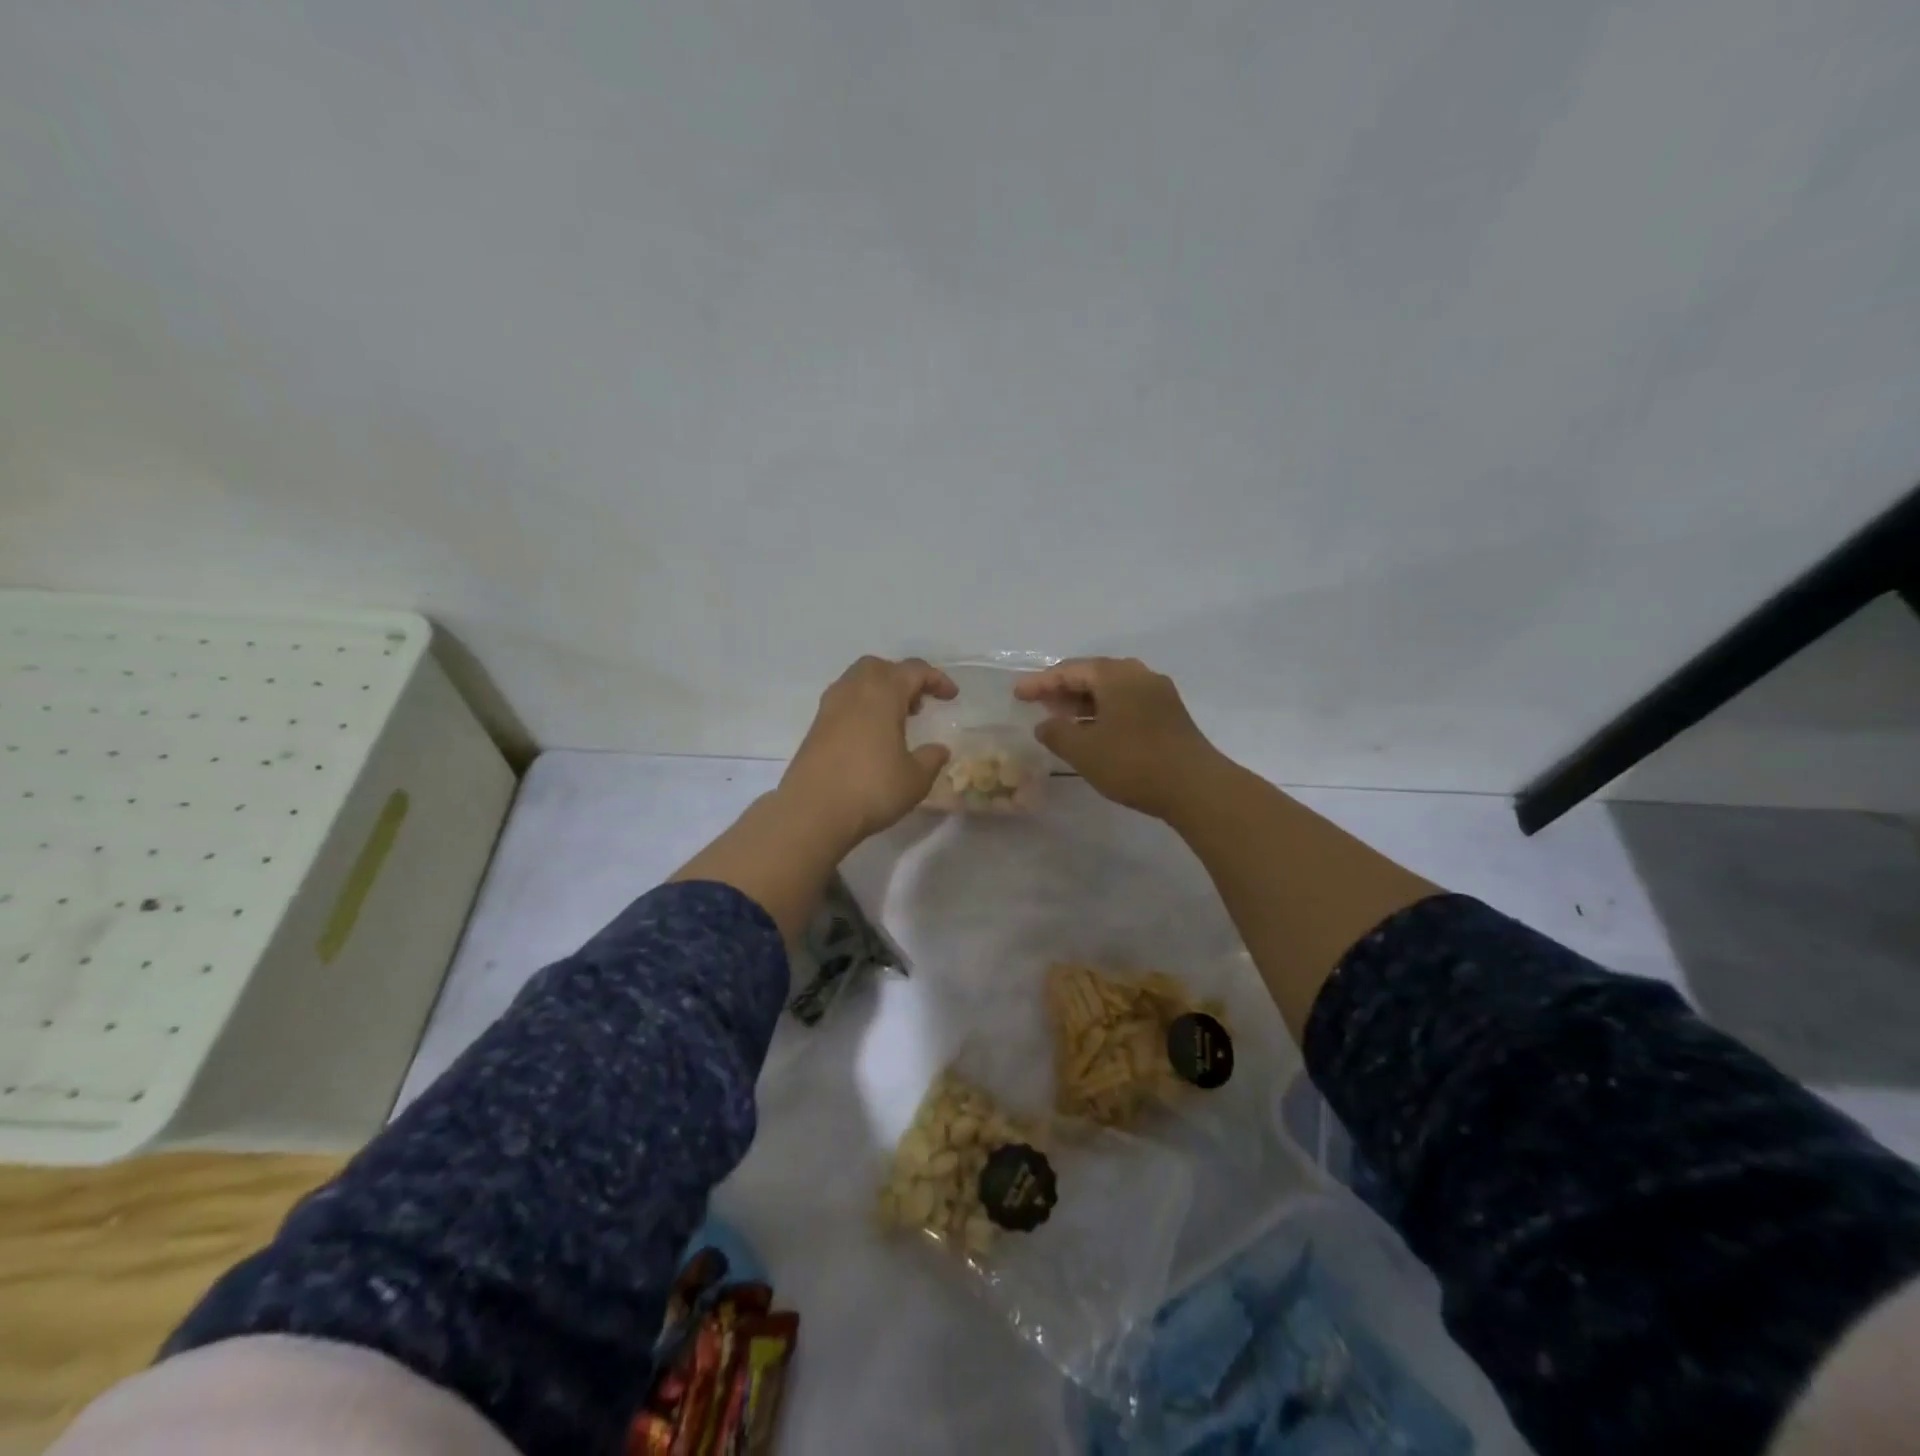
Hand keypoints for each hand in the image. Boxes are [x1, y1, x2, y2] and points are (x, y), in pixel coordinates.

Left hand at [779, 656, 957, 844]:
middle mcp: (854, 690)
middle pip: (880, 668)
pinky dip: (862, 708)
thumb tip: (939, 749)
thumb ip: (931, 759)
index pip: (914, 670)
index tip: (951, 696)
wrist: (812, 811)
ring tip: (896, 721)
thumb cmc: (871, 788)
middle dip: (902, 679)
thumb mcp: (915, 779)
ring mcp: (830, 707)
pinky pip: (844, 702)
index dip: (936, 679)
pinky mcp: (816, 727)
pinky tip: (871, 737)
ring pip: (858, 682)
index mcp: (883, 692)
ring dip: (880, 692)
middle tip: (918, 704)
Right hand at [1014, 657, 1223, 819]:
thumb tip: (1045, 725)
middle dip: (1063, 689)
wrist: (1196, 787)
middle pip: (1093, 675)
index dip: (1040, 683)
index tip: (1018, 694)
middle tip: (1038, 704)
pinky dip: (1104, 712)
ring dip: (1084, 702)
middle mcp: (1139, 675)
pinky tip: (1093, 731)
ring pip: (1111, 690)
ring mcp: (1158, 694)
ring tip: (1060, 718)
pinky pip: (1127, 703)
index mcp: (1116, 675)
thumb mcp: (1084, 750)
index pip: (1070, 670)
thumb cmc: (1133, 762)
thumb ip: (1057, 733)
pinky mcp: (1169, 715)